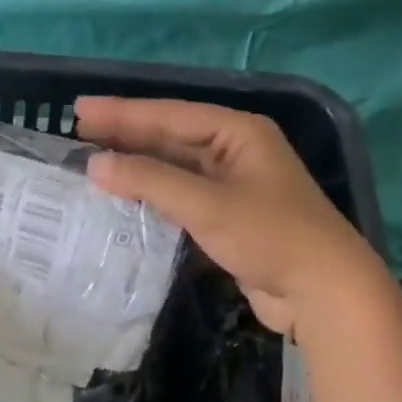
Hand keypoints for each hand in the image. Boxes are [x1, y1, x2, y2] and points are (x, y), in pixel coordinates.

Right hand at [77, 96, 378, 335]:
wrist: (324, 292)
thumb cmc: (270, 236)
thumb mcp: (206, 204)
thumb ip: (148, 180)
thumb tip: (94, 165)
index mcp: (237, 132)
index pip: (169, 114)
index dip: (122, 112)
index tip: (79, 109)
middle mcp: (234, 150)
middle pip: (170, 136)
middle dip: (125, 134)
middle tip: (77, 129)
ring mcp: (232, 183)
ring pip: (173, 166)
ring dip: (135, 164)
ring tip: (92, 159)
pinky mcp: (227, 215)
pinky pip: (180, 194)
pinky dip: (151, 193)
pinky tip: (124, 195)